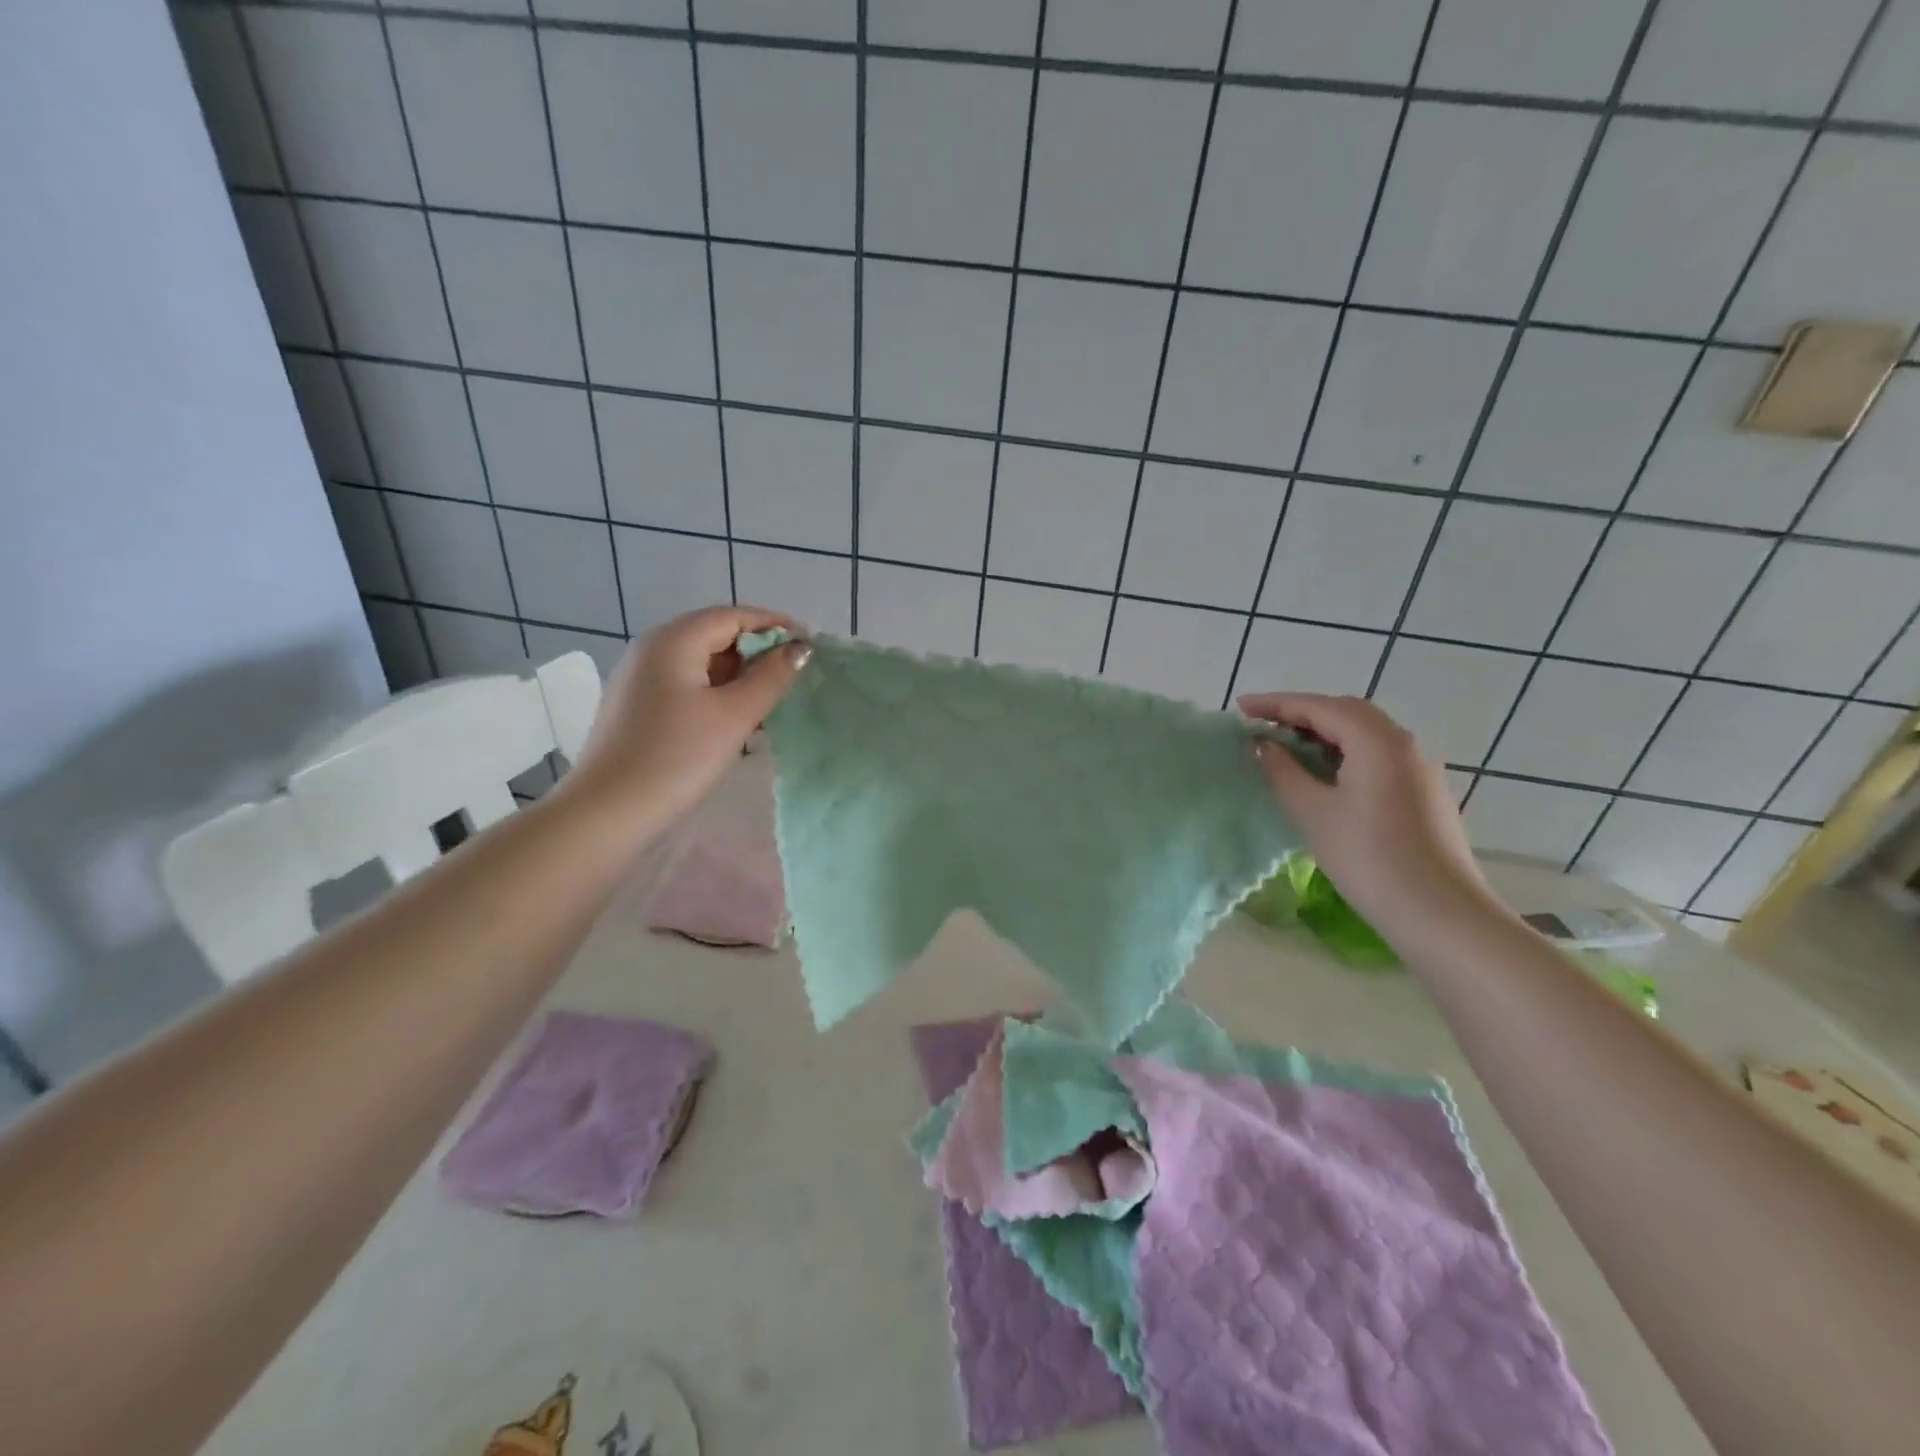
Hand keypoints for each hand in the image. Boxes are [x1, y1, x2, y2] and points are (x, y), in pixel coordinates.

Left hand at [563, 605, 810, 831]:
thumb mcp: (735, 715)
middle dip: (758, 651)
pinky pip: (685, 684)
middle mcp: (652, 648)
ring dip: (739, 675)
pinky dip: (716, 692)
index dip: (775, 625)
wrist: (608, 812)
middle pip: (715, 634)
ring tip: (771, 702)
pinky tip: (735, 720)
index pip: (734, 616)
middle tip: (794, 676)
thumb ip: (772, 677)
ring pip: (701, 662)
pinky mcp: (637, 705)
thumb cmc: (677, 757)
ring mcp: (640, 677)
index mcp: (674, 640)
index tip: (810, 646)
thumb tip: (800, 649)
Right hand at [1239, 693, 1495, 932]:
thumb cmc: (1368, 858)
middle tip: (1261, 725)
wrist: (1439, 913)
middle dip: (1300, 713)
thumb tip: (1263, 745)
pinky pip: (1377, 755)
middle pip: (1346, 712)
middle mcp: (1404, 743)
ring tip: (1285, 747)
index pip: (1319, 707)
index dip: (1276, 704)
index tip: (1240, 707)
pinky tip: (1323, 773)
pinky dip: (1344, 751)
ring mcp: (1419, 767)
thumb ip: (1282, 770)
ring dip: (1323, 732)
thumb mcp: (1312, 811)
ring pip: (1364, 733)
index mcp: (1377, 741)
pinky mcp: (1423, 791)